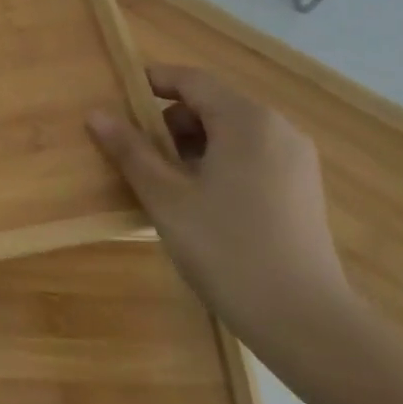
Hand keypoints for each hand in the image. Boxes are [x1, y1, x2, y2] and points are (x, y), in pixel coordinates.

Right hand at [87, 66, 359, 355]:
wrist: (306, 323)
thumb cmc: (227, 249)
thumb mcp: (166, 198)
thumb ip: (130, 150)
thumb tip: (96, 113)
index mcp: (247, 121)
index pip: (192, 80)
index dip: (152, 81)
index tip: (117, 96)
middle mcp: (278, 129)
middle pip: (211, 105)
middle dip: (169, 121)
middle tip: (135, 152)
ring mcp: (295, 160)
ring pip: (230, 133)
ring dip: (191, 145)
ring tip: (163, 182)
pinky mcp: (301, 189)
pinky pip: (249, 156)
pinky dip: (217, 163)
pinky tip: (198, 202)